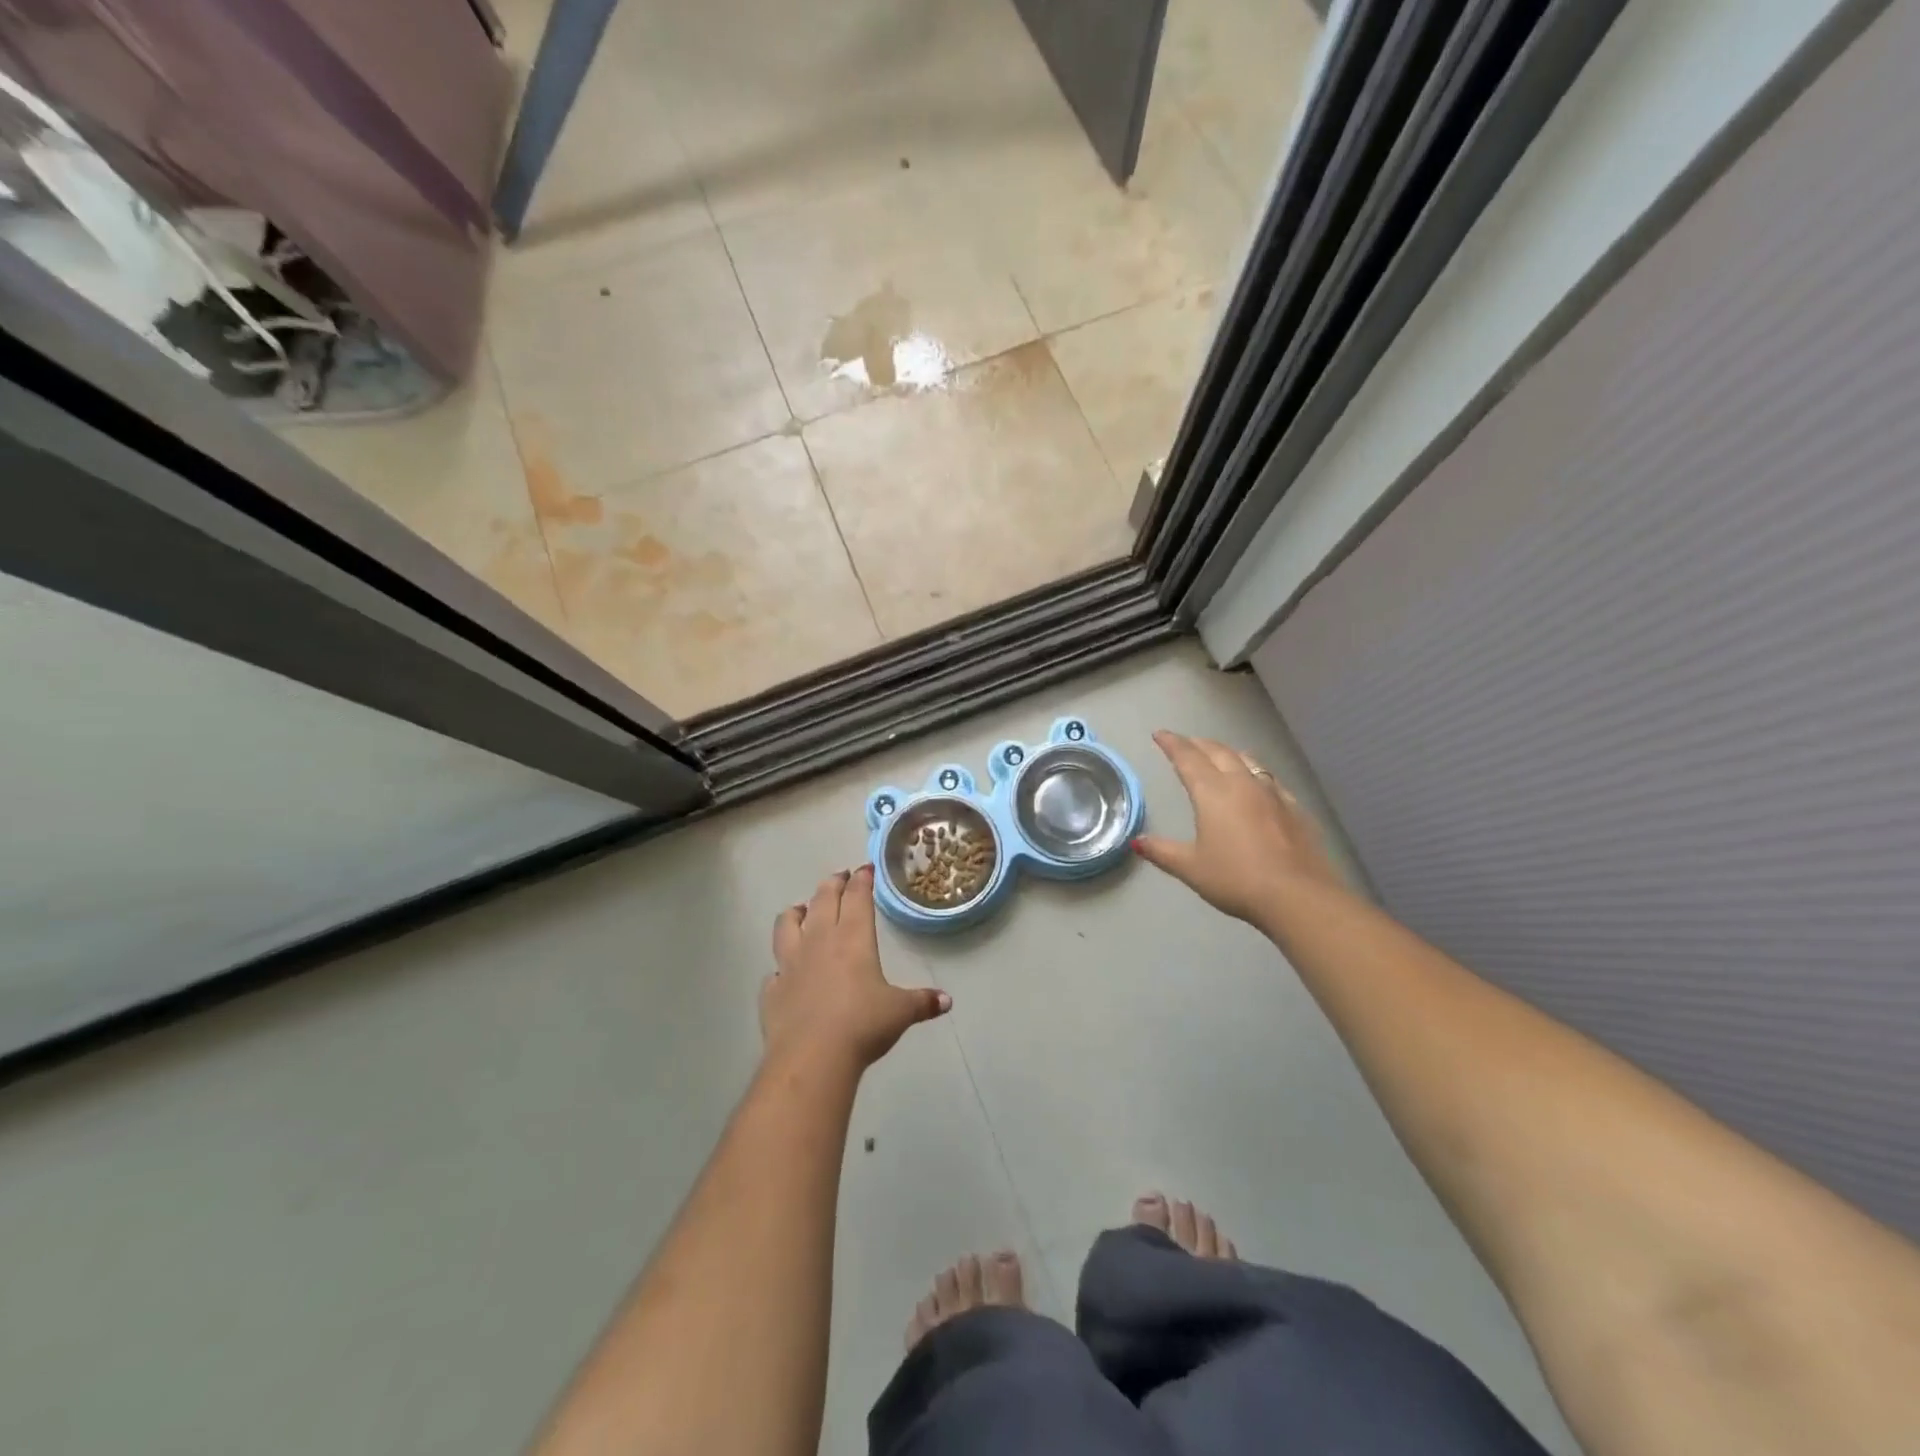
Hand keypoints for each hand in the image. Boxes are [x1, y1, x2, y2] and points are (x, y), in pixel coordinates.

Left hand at [762, 866, 950, 1070]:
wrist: (812, 1057)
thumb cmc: (862, 1025)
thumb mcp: (900, 1012)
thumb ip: (922, 1002)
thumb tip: (946, 1000)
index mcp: (852, 937)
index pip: (856, 897)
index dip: (861, 880)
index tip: (865, 869)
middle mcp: (819, 941)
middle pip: (822, 899)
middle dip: (832, 884)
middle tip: (840, 877)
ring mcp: (790, 963)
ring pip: (787, 924)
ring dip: (796, 912)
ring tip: (802, 909)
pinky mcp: (772, 990)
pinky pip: (775, 969)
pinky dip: (781, 965)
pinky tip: (785, 971)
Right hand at [1132, 731, 1342, 924]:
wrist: (1298, 896)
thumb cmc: (1236, 879)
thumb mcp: (1191, 868)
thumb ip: (1162, 851)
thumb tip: (1137, 841)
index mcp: (1212, 793)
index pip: (1187, 758)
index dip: (1172, 743)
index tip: (1160, 734)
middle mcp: (1242, 783)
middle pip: (1218, 752)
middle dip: (1198, 744)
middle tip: (1185, 743)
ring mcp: (1272, 793)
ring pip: (1247, 760)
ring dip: (1228, 753)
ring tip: (1219, 755)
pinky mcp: (1294, 808)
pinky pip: (1269, 779)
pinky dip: (1254, 773)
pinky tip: (1257, 784)